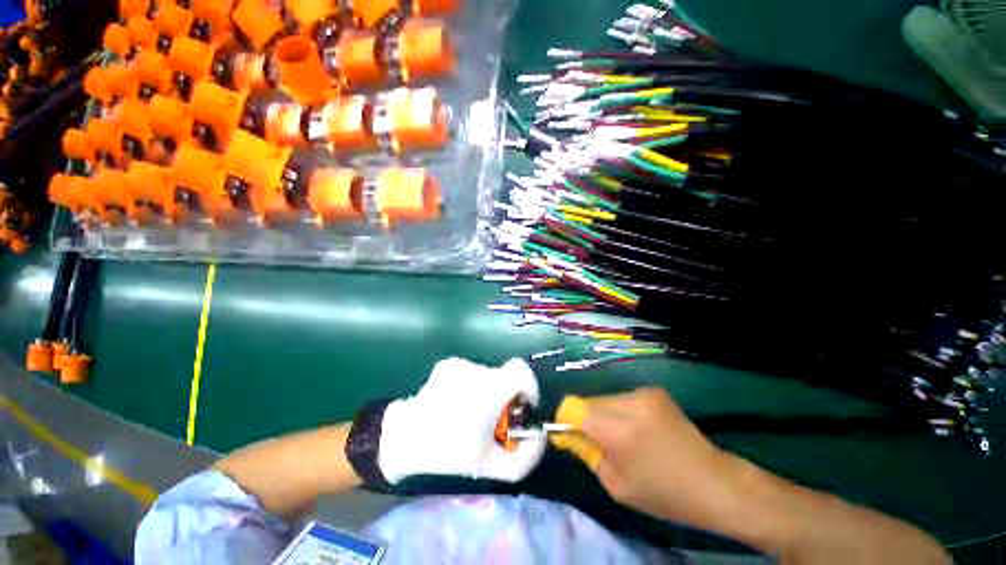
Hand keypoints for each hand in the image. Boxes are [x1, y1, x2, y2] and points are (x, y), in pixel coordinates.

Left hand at [378, 357, 545, 483]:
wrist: (403, 440)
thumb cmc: (448, 454)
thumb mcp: (492, 467)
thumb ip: (526, 456)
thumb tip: (540, 436)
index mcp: (489, 389)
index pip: (521, 370)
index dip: (529, 386)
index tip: (524, 405)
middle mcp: (475, 369)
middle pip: (503, 377)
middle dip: (504, 397)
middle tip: (493, 421)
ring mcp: (457, 365)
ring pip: (485, 376)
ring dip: (485, 393)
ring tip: (469, 416)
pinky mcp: (446, 365)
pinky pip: (468, 374)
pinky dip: (469, 388)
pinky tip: (454, 406)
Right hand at [552, 388, 731, 522]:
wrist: (714, 482)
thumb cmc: (664, 493)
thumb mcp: (616, 484)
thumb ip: (587, 453)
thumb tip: (569, 434)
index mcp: (616, 429)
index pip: (572, 408)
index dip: (565, 420)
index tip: (568, 435)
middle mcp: (627, 402)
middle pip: (588, 401)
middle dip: (586, 420)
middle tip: (599, 443)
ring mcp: (642, 393)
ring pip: (604, 399)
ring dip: (604, 416)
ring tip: (623, 438)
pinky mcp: (653, 391)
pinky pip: (622, 398)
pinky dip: (621, 412)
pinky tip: (639, 429)